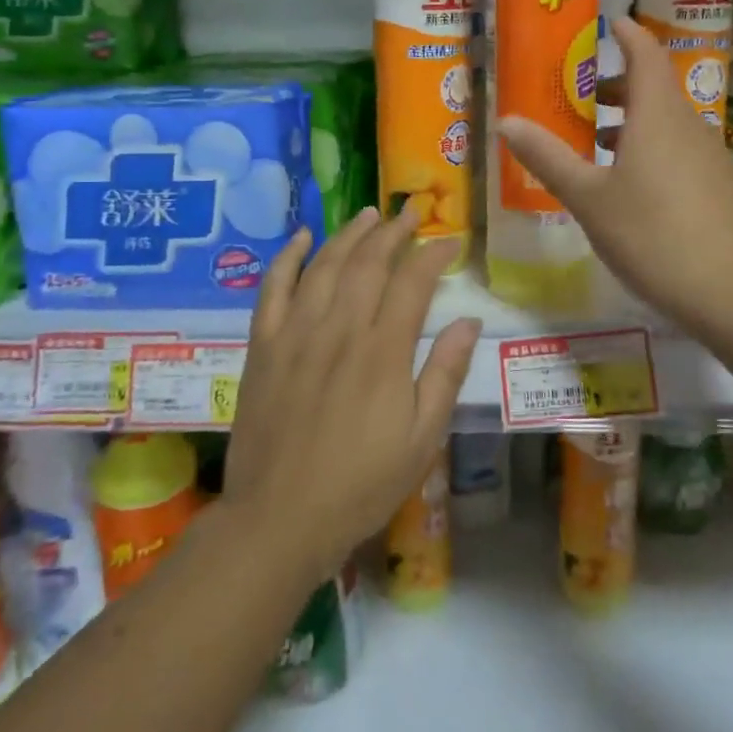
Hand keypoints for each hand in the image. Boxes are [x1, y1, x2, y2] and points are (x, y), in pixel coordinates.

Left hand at [223, 206, 480, 580]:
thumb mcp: (421, 439)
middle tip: (410, 213)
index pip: (413, 282)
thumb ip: (444, 374)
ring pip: (325, 265)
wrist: (279, 518)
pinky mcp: (263, 346)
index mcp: (383, 351)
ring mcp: (296, 333)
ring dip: (349, 234)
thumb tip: (469, 321)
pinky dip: (288, 258)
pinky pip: (273, 289)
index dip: (433, 254)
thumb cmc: (360, 485)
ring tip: (368, 214)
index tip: (450, 240)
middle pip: (369, 262)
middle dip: (393, 231)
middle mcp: (340, 329)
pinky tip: (301, 237)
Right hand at [499, 17, 732, 335]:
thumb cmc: (655, 235)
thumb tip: (507, 120)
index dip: (627, 34)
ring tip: (598, 144)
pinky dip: (653, 151)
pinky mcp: (724, 190)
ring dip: (634, 124)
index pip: (645, 54)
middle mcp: (690, 127)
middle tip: (584, 96)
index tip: (608, 23)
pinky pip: (682, 153)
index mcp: (658, 115)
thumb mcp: (589, 199)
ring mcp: (713, 159)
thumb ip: (549, 158)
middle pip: (656, 89)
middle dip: (619, 86)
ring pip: (668, 125)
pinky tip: (634, 190)